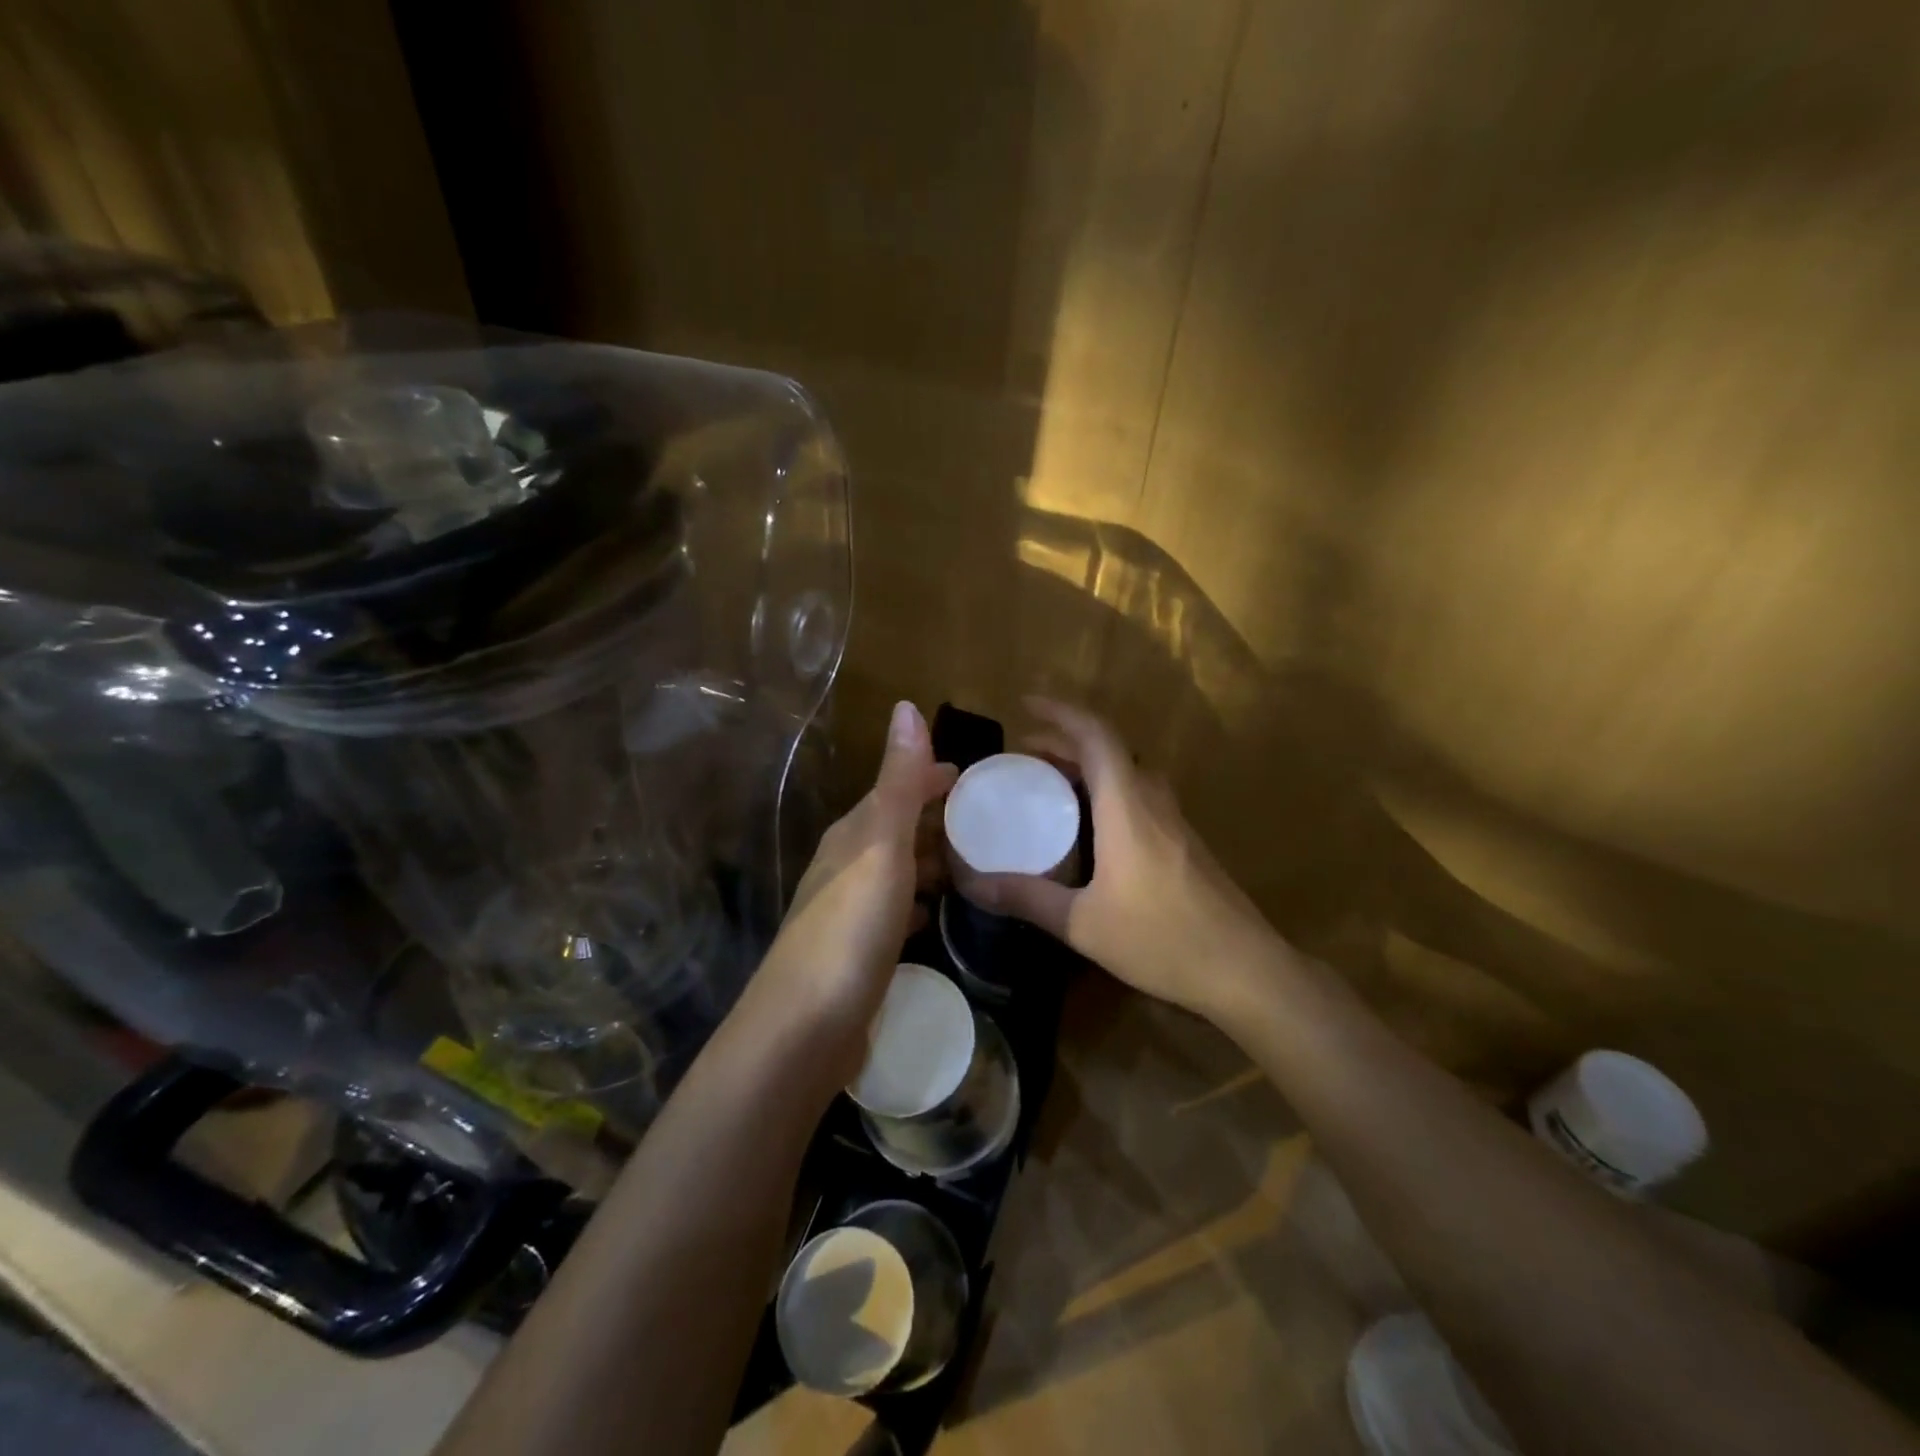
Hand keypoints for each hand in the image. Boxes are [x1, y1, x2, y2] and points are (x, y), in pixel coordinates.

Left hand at [749, 701, 956, 1081]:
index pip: (894, 789)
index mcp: (852, 835)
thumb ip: (898, 782)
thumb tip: (907, 706)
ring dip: (928, 860)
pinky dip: (916, 901)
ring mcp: (848, 911)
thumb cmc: (849, 930)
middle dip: (933, 817)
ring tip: (972, 861)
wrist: (802, 1030)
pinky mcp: (856, 952)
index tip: (971, 776)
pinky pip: (894, 910)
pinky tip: (933, 913)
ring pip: (895, 869)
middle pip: (894, 828)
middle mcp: (845, 865)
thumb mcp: (880, 847)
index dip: (930, 777)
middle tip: (985, 819)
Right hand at [960, 699, 1285, 1023]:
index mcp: (1127, 806)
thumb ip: (1027, 898)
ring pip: (1128, 771)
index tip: (1026, 705)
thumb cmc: (1162, 939)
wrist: (1244, 969)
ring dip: (1089, 765)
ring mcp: (1175, 821)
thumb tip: (971, 883)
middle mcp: (1153, 801)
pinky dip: (1107, 789)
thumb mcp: (1082, 923)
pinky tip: (1090, 825)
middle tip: (1025, 752)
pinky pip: (1140, 795)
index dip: (1060, 713)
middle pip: (1110, 750)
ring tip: (1051, 781)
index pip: (1096, 736)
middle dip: (1066, 740)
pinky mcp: (1185, 842)